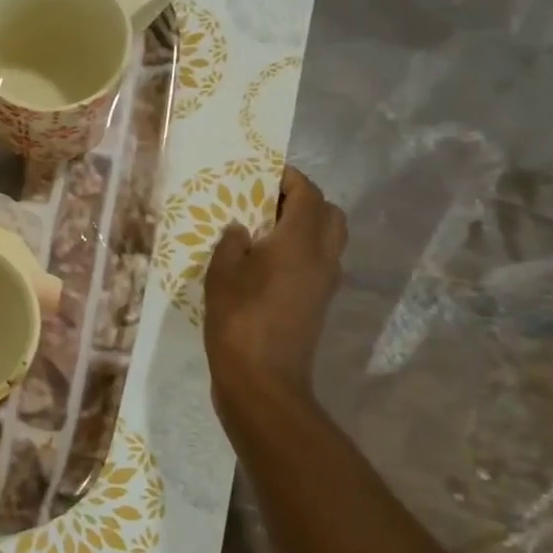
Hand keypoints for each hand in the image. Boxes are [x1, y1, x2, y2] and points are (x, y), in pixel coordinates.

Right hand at [203, 166, 346, 396]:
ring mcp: (325, 284)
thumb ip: (233, 242)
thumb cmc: (238, 318)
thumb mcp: (222, 271)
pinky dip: (302, 252)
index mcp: (301, 241)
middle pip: (329, 214)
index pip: (308, 193)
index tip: (265, 172)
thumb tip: (243, 231)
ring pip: (329, 240)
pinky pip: (319, 264)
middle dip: (305, 200)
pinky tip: (268, 263)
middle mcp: (323, 257)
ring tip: (266, 232)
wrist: (262, 380)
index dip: (290, 177)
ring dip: (306, 227)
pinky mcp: (319, 304)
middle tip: (269, 202)